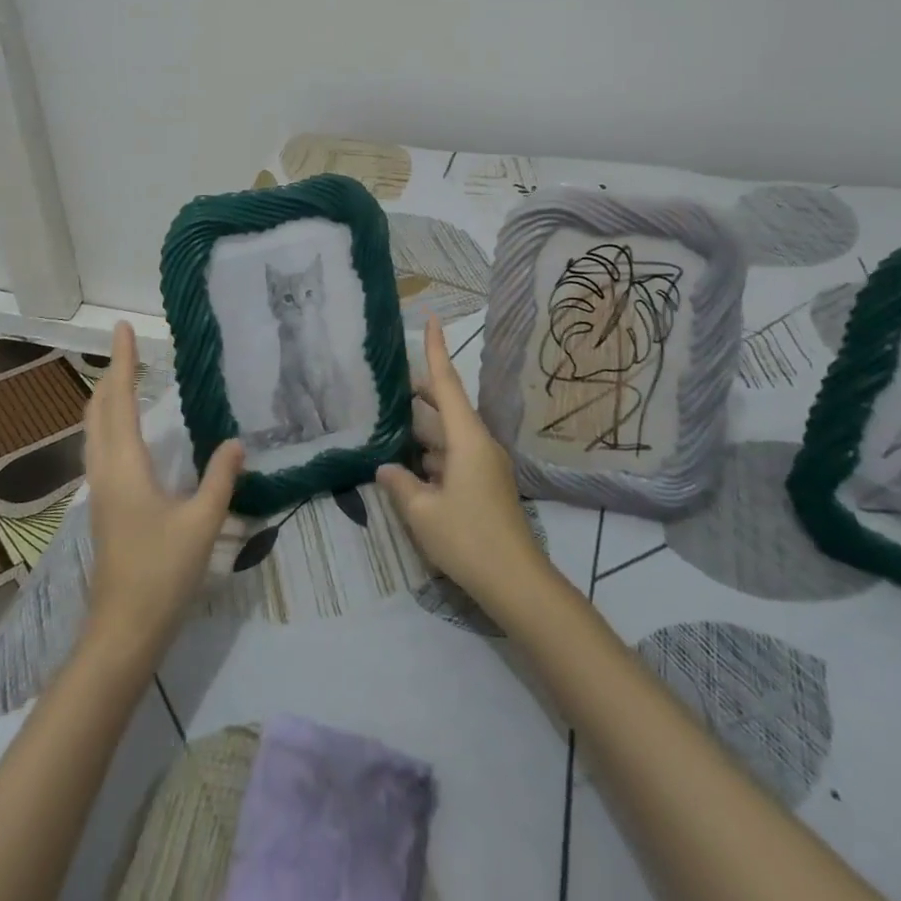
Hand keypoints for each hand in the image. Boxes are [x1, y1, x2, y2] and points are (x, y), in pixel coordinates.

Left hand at [82, 323, 244, 649]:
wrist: (123, 632)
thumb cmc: (162, 573)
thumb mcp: (202, 523)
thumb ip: (221, 478)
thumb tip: (235, 441)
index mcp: (125, 466)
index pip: (120, 400)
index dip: (123, 362)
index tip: (123, 328)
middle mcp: (105, 471)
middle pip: (98, 411)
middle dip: (111, 375)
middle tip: (128, 348)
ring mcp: (100, 491)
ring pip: (95, 431)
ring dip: (107, 399)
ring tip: (128, 379)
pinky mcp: (104, 507)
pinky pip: (101, 449)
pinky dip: (111, 424)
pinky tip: (131, 433)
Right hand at [377, 317, 550, 612]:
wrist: (516, 582)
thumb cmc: (468, 538)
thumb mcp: (422, 512)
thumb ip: (400, 484)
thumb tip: (384, 468)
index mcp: (467, 438)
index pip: (446, 383)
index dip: (437, 349)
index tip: (432, 318)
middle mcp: (479, 443)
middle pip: (448, 407)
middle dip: (421, 394)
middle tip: (390, 385)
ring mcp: (485, 465)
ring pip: (450, 435)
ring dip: (424, 430)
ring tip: (391, 425)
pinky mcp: (486, 486)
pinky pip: (455, 457)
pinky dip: (433, 455)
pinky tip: (409, 467)